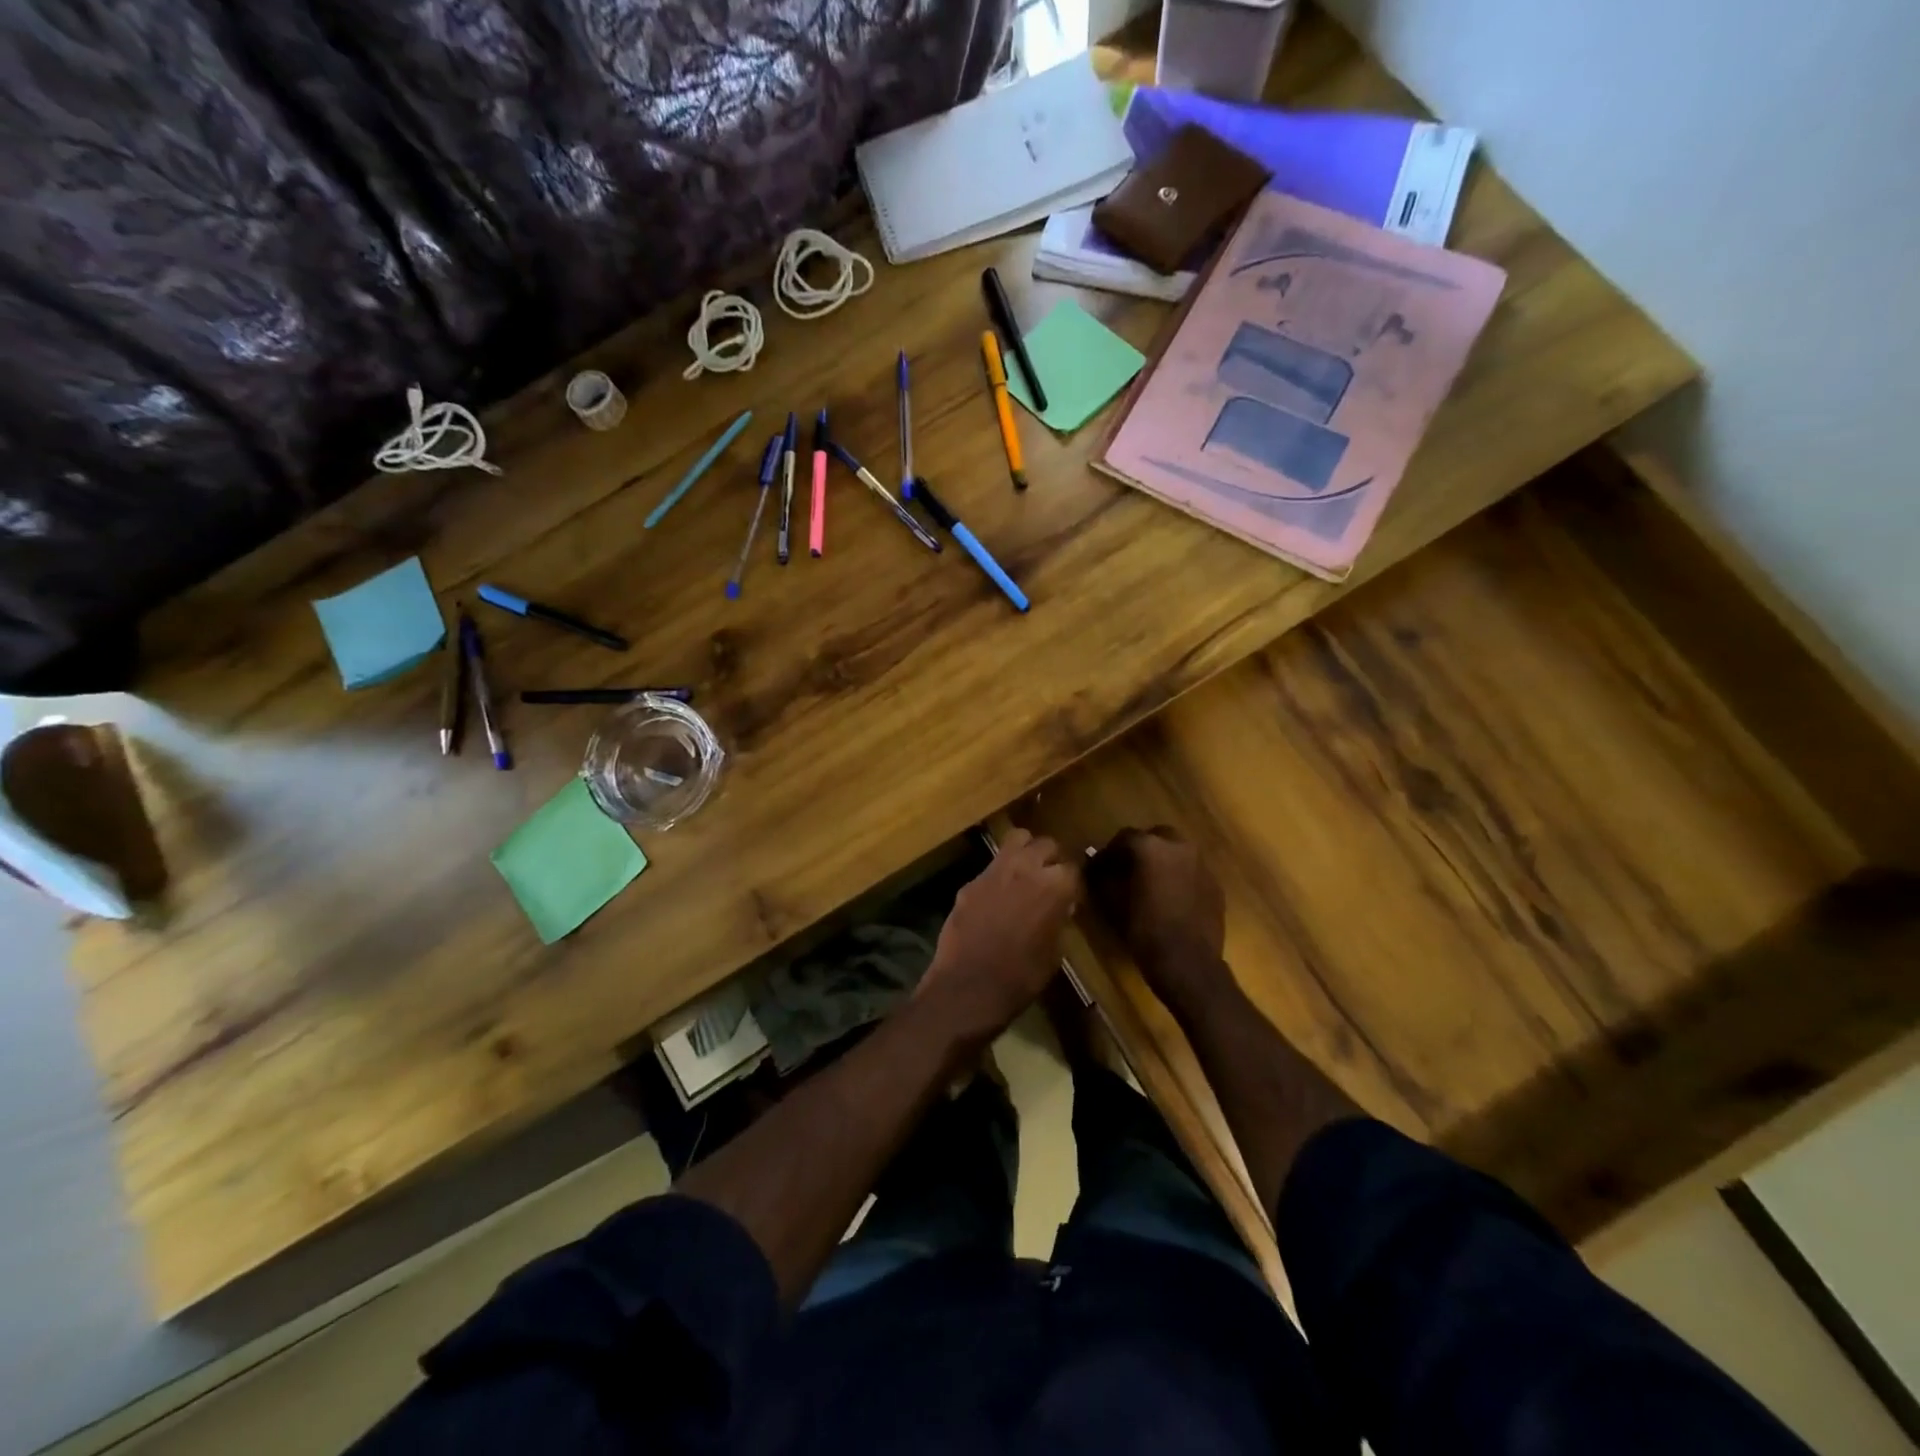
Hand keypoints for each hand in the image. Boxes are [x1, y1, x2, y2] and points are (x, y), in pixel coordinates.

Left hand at [917, 830, 1079, 1042]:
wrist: (969, 986)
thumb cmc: (1021, 977)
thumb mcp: (1054, 952)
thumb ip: (1058, 920)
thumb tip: (1060, 907)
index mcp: (1055, 886)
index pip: (1073, 867)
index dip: (1073, 883)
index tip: (1071, 896)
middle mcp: (1026, 868)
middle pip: (1046, 844)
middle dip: (1051, 858)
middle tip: (1050, 878)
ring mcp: (994, 870)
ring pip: (1016, 839)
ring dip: (1025, 851)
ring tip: (1025, 872)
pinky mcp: (970, 881)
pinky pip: (991, 866)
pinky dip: (999, 874)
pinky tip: (997, 895)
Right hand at [1087, 826, 1234, 1019]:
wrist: (1189, 964)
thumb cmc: (1145, 931)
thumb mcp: (1113, 903)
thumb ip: (1103, 879)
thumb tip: (1096, 869)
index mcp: (1152, 847)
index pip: (1125, 837)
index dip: (1109, 853)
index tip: (1099, 869)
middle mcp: (1180, 847)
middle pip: (1156, 837)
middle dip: (1140, 849)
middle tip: (1126, 870)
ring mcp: (1202, 865)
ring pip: (1177, 852)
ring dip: (1162, 861)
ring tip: (1149, 883)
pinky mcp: (1215, 885)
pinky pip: (1192, 871)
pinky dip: (1179, 876)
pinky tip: (1170, 898)